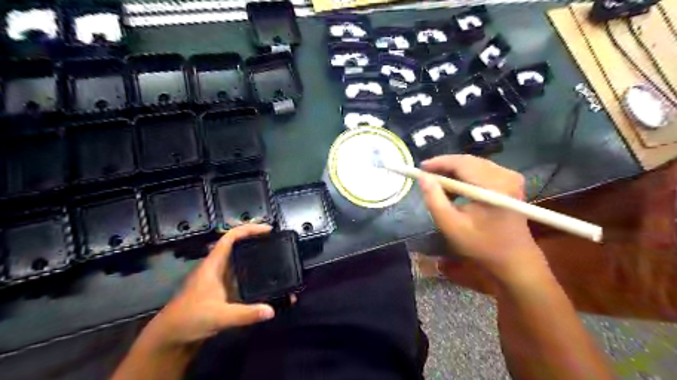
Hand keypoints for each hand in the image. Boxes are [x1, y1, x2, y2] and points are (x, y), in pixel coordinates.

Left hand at [142, 223, 276, 350]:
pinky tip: (266, 281)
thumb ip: (246, 314)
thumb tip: (271, 311)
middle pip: (237, 246)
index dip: (248, 229)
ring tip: (276, 258)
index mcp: (213, 265)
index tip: (268, 230)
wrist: (169, 338)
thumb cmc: (189, 319)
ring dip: (255, 258)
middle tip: (277, 243)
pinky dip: (254, 275)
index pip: (230, 238)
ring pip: (240, 261)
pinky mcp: (222, 292)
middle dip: (256, 241)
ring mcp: (219, 280)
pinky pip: (241, 277)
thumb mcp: (219, 316)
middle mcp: (217, 268)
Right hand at [421, 154, 551, 283]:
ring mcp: (511, 176)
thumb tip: (423, 177)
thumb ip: (434, 200)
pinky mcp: (511, 180)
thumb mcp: (451, 226)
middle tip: (426, 176)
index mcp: (493, 186)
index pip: (462, 163)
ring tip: (438, 184)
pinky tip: (455, 189)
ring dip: (454, 172)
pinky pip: (482, 170)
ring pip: (474, 164)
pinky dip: (466, 176)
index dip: (439, 162)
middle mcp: (506, 175)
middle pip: (468, 161)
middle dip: (445, 166)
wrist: (514, 258)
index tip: (420, 168)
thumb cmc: (481, 245)